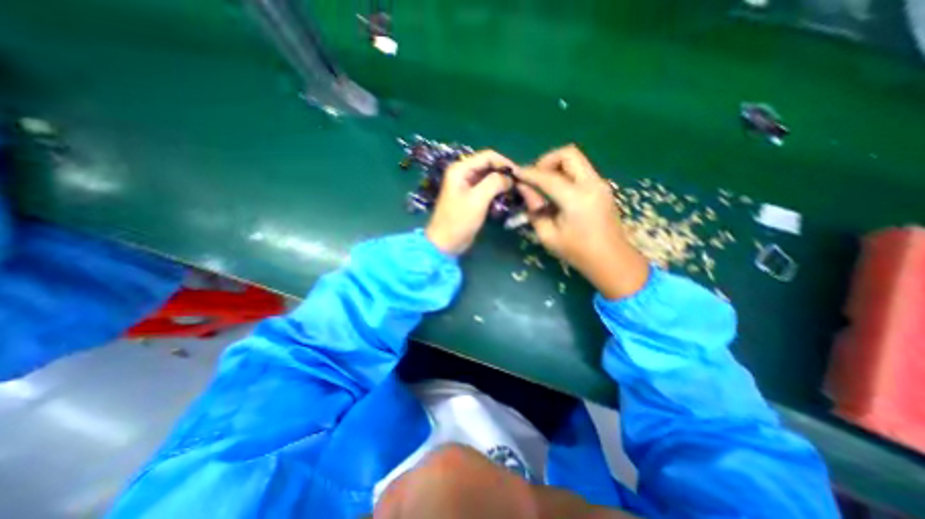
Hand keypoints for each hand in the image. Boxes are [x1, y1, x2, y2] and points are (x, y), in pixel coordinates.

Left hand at [424, 151, 515, 254]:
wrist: (445, 243)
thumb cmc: (458, 221)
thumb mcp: (477, 200)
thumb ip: (494, 183)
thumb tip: (510, 177)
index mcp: (460, 169)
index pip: (488, 156)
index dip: (505, 163)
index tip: (520, 175)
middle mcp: (463, 173)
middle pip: (489, 165)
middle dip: (504, 173)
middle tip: (520, 184)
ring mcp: (467, 185)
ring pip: (489, 177)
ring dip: (502, 182)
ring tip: (515, 191)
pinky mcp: (471, 196)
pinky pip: (487, 188)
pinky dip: (497, 191)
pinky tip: (506, 197)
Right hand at [518, 145, 644, 299]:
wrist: (612, 260)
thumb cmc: (577, 252)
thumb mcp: (548, 235)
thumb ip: (534, 209)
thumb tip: (524, 189)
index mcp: (577, 199)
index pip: (547, 177)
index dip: (528, 173)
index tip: (515, 174)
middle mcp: (591, 184)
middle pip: (568, 154)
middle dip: (546, 161)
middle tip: (534, 178)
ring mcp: (600, 184)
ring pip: (575, 160)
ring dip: (556, 166)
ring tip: (543, 186)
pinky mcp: (602, 188)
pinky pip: (580, 170)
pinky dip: (565, 174)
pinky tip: (556, 192)